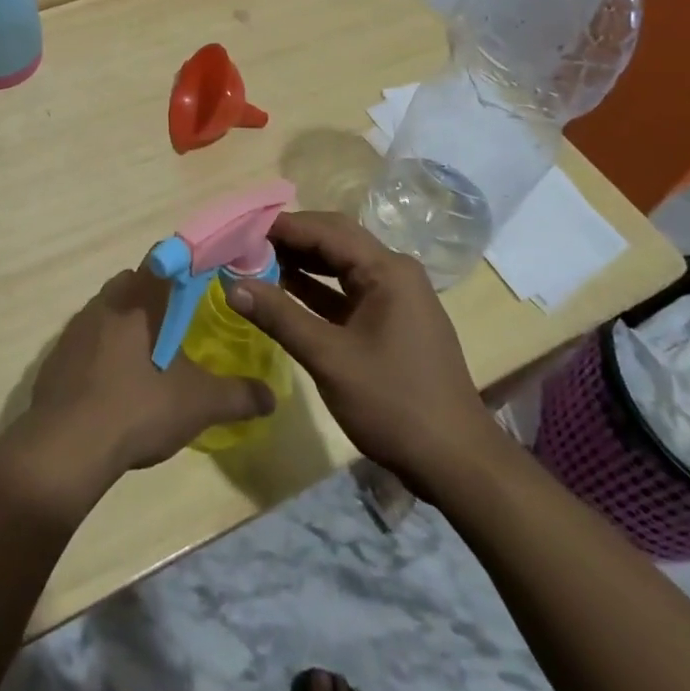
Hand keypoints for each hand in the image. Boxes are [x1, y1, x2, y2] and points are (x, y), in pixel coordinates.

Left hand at [4, 267, 276, 514]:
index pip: (162, 259)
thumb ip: (237, 396)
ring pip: (107, 311)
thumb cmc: (136, 408)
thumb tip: (272, 396)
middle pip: (133, 283)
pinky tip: (114, 386)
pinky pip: (86, 341)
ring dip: (126, 326)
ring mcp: (75, 328)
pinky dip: (101, 353)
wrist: (65, 446)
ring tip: (149, 360)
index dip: (183, 266)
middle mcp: (104, 302)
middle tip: (179, 327)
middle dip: (155, 299)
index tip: (202, 283)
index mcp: (138, 298)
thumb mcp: (197, 404)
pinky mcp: (56, 356)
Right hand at [225, 212, 501, 490]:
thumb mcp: (329, 358)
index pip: (326, 230)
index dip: (282, 227)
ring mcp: (396, 298)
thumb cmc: (393, 403)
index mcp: (387, 270)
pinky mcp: (393, 321)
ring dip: (302, 263)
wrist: (457, 463)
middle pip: (335, 240)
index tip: (240, 230)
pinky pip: (348, 291)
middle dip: (291, 240)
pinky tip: (286, 293)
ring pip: (341, 265)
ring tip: (257, 264)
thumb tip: (232, 284)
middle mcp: (395, 272)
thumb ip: (280, 316)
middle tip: (246, 245)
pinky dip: (317, 290)